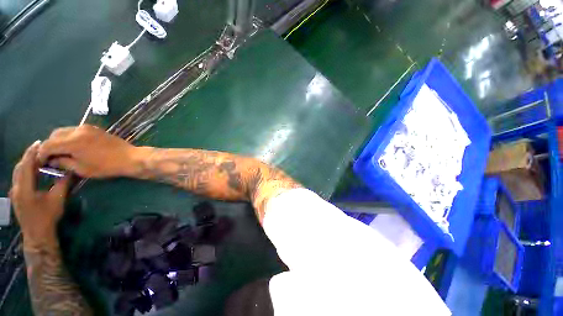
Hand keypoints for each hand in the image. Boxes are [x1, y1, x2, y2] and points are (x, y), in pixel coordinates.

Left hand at [10, 141, 70, 249]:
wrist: (37, 235)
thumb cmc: (47, 217)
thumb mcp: (57, 199)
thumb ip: (62, 183)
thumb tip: (70, 170)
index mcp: (24, 187)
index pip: (26, 164)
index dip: (32, 152)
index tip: (40, 143)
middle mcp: (16, 187)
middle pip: (20, 167)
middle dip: (28, 156)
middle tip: (39, 148)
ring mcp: (15, 192)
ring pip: (18, 172)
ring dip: (26, 163)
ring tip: (36, 157)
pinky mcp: (17, 196)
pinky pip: (19, 178)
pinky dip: (25, 171)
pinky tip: (32, 171)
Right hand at [37, 125, 137, 177]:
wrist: (130, 157)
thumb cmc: (106, 166)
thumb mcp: (81, 169)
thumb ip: (63, 163)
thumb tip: (52, 160)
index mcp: (72, 141)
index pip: (48, 144)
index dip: (42, 154)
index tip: (41, 163)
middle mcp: (78, 130)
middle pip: (55, 135)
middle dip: (50, 146)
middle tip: (51, 158)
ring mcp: (87, 127)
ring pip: (65, 131)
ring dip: (59, 141)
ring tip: (62, 153)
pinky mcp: (95, 129)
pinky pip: (75, 131)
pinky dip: (70, 138)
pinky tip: (73, 148)